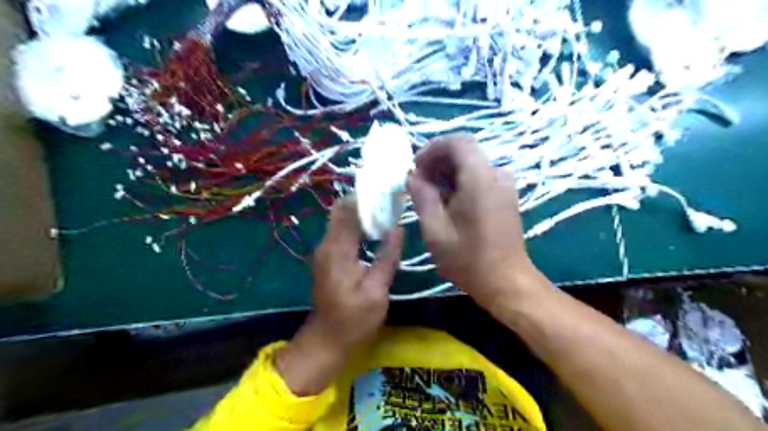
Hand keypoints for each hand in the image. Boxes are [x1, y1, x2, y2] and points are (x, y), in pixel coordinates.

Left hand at [309, 195, 403, 350]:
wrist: (327, 341)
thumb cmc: (354, 320)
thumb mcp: (376, 291)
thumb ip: (387, 257)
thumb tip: (398, 228)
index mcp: (337, 250)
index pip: (347, 209)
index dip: (366, 197)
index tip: (389, 194)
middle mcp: (326, 245)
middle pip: (342, 210)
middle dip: (365, 202)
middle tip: (391, 202)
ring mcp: (325, 251)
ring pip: (341, 220)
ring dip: (362, 213)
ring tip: (388, 213)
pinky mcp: (328, 258)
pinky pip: (342, 232)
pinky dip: (358, 226)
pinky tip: (376, 231)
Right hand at [407, 133, 538, 308]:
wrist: (506, 281)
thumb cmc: (468, 258)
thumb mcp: (435, 229)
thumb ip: (422, 196)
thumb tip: (413, 176)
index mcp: (480, 178)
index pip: (457, 142)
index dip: (432, 148)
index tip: (416, 167)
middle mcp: (497, 175)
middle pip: (464, 152)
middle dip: (437, 162)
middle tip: (418, 183)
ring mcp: (505, 185)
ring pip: (471, 165)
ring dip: (447, 173)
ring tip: (429, 195)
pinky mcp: (506, 196)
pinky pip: (480, 178)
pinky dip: (460, 183)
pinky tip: (448, 203)